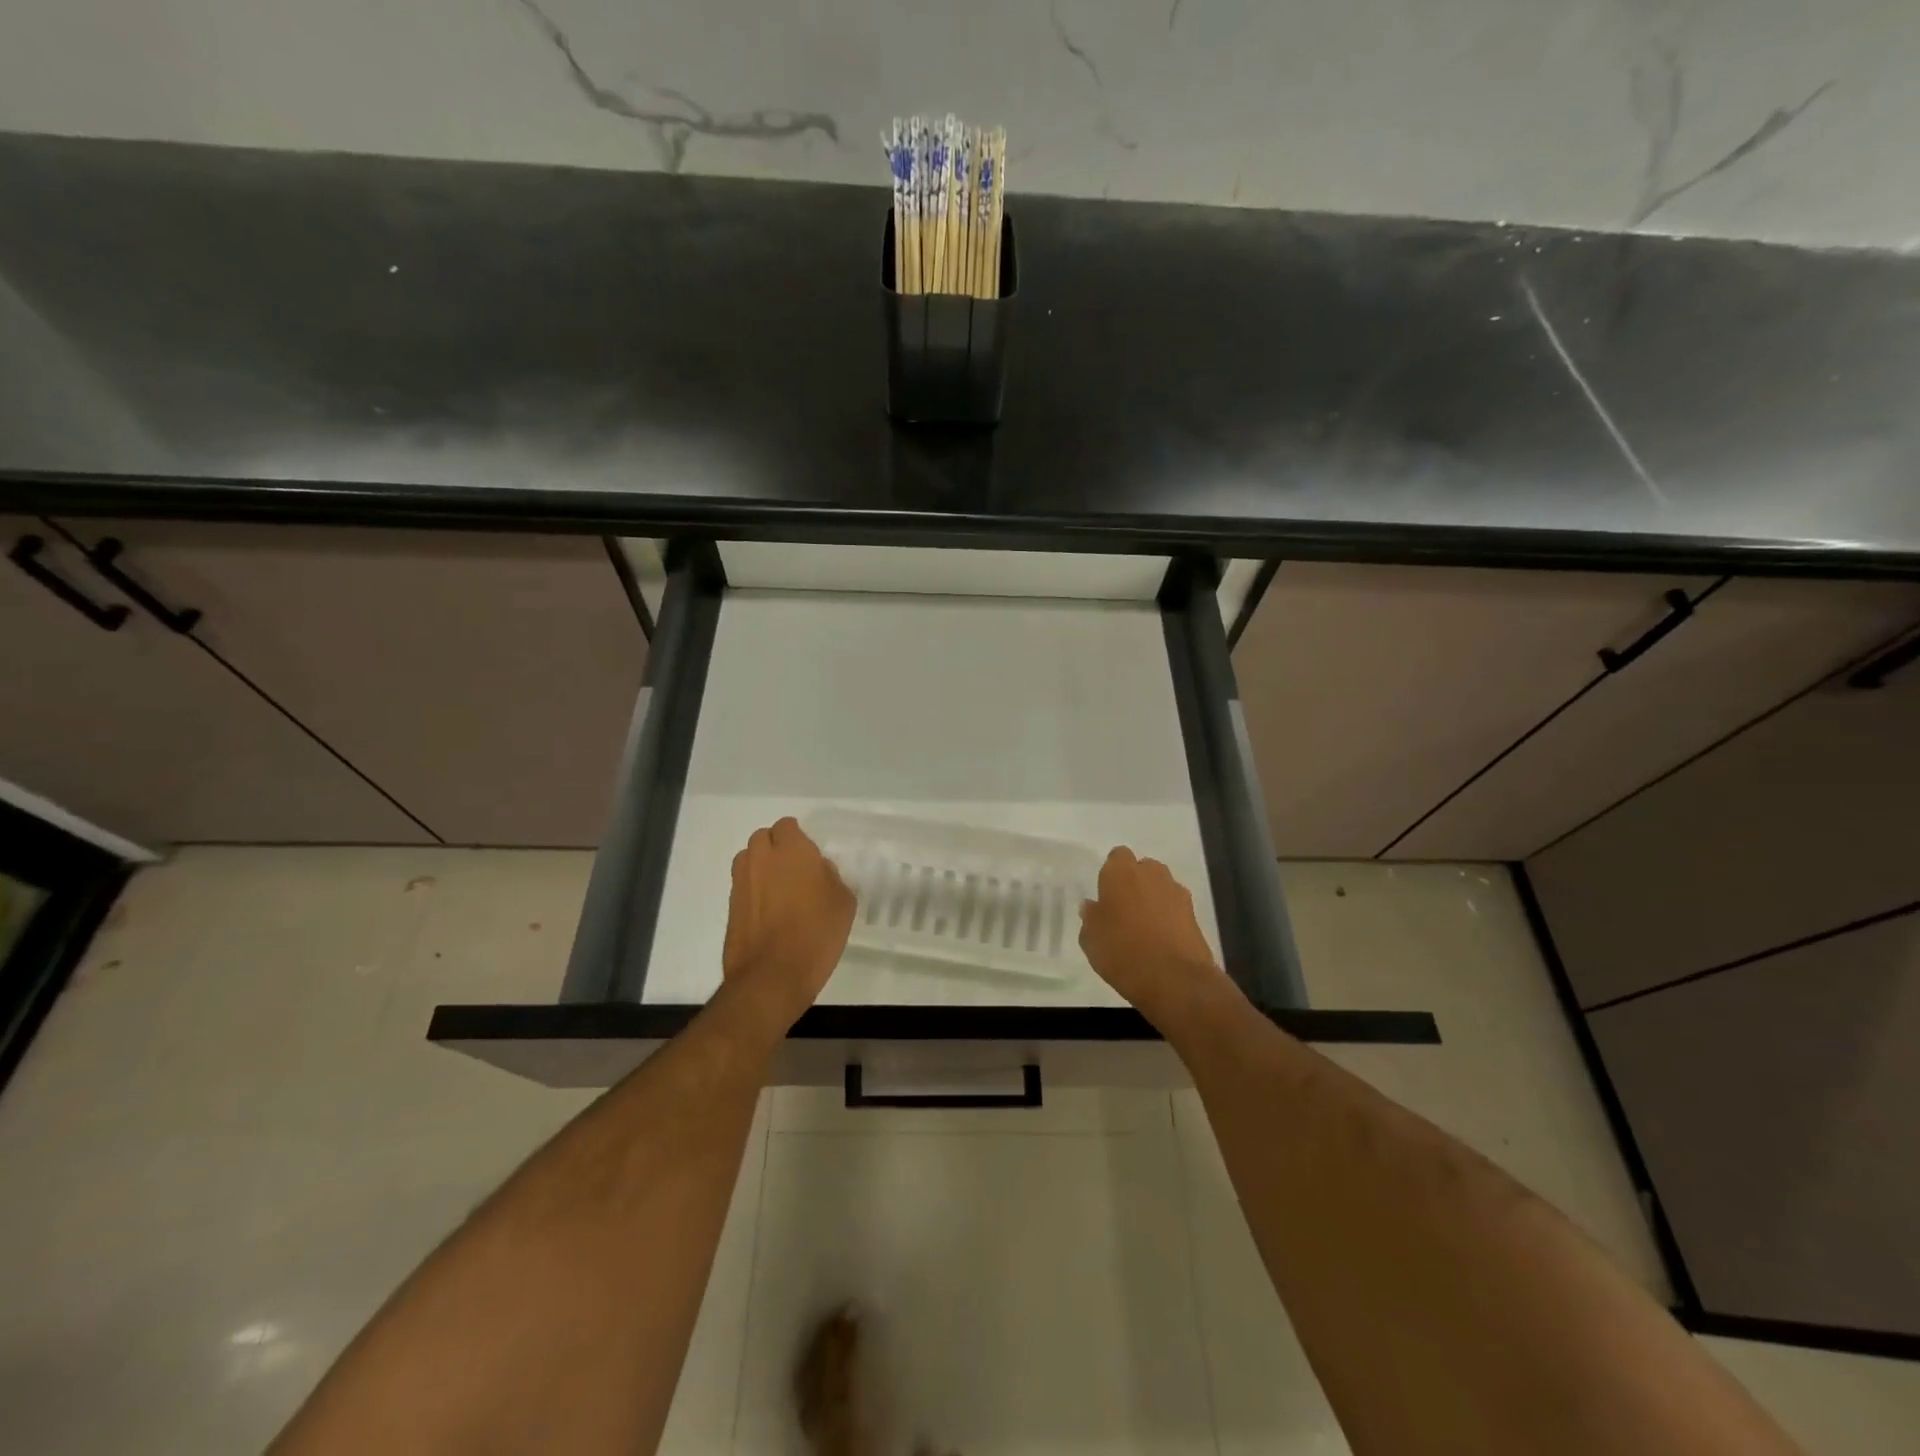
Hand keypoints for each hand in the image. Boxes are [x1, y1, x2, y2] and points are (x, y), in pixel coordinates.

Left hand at [722, 817, 855, 1028]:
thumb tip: (819, 871)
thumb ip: (831, 877)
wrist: (772, 977)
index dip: (799, 839)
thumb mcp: (843, 902)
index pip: (788, 826)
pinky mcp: (730, 905)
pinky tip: (769, 913)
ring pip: (749, 860)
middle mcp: (761, 858)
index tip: (811, 858)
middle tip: (795, 872)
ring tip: (779, 891)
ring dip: (762, 867)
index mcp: (792, 850)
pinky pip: (743, 885)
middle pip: (764, 838)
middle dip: (777, 849)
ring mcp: (741, 881)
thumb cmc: (816, 934)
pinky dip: (754, 891)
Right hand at [1079, 847, 1227, 1024]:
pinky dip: (1169, 917)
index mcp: (1121, 872)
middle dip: (1135, 883)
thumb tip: (1092, 907)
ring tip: (1143, 927)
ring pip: (1161, 887)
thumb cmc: (1122, 952)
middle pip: (1142, 869)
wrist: (1174, 978)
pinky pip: (1175, 907)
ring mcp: (1176, 892)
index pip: (1117, 857)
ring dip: (1153, 899)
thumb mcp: (1091, 939)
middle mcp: (1151, 874)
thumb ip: (1090, 917)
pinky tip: (1161, 939)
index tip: (1106, 895)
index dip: (1112, 873)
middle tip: (1123, 910)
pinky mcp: (1194, 914)